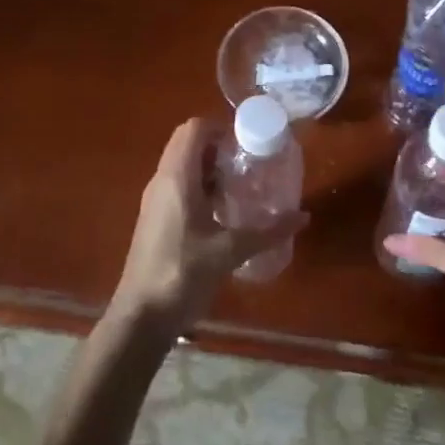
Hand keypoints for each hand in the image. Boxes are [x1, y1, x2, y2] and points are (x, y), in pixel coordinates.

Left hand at [108, 118, 307, 335]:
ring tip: (241, 185)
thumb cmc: (182, 274)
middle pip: (188, 143)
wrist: (141, 316)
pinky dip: (200, 185)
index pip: (194, 129)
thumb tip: (303, 216)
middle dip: (219, 146)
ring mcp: (156, 199)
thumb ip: (267, 232)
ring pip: (183, 164)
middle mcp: (162, 180)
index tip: (248, 144)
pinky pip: (178, 185)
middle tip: (249, 163)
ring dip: (210, 167)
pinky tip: (223, 212)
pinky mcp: (156, 217)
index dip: (221, 128)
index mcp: (176, 177)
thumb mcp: (229, 252)